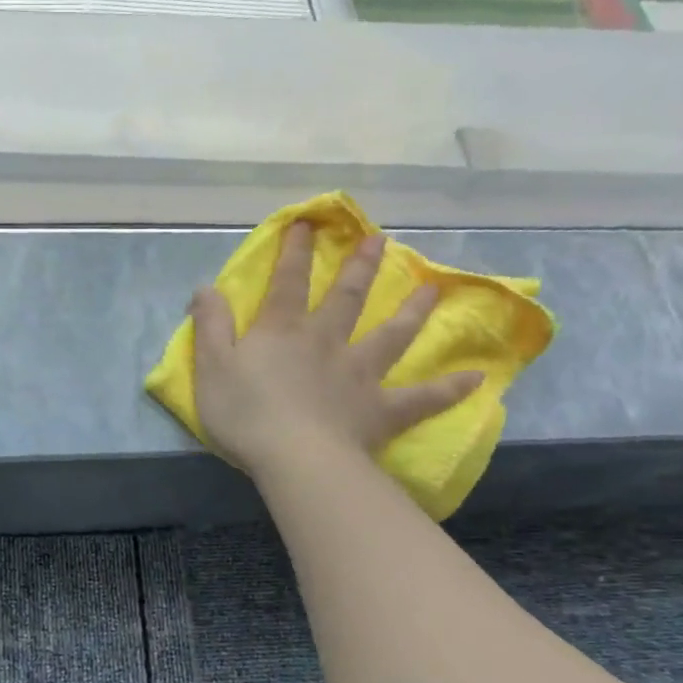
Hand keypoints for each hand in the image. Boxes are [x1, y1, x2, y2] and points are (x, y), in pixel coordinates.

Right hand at [190, 223, 481, 483]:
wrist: (295, 458)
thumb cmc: (246, 413)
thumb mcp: (211, 366)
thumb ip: (211, 324)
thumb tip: (206, 287)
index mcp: (283, 331)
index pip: (288, 282)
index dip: (294, 252)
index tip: (307, 224)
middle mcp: (326, 342)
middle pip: (347, 298)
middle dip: (360, 267)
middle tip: (381, 240)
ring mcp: (359, 374)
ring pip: (391, 336)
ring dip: (412, 312)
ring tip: (432, 291)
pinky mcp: (381, 409)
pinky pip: (421, 398)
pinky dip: (448, 389)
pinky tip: (476, 378)